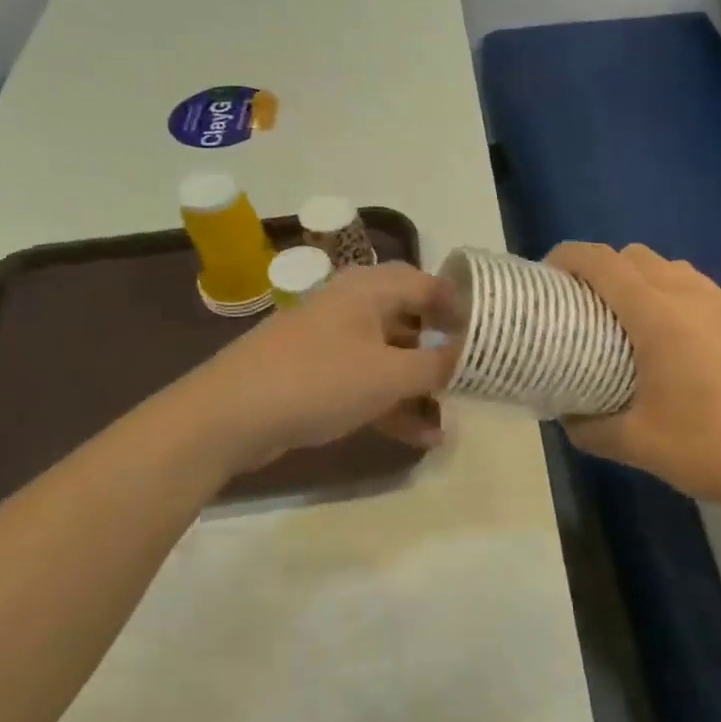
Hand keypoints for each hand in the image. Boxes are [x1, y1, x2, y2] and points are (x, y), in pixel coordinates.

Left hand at [185, 262, 459, 476]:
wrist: (229, 416)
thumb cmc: (318, 380)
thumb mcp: (388, 374)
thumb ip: (436, 366)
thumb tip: (470, 357)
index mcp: (370, 289)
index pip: (430, 285)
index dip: (463, 309)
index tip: (491, 338)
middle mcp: (353, 306)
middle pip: (412, 321)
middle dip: (443, 351)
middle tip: (474, 375)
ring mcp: (333, 341)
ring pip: (391, 356)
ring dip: (421, 386)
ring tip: (453, 416)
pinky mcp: (319, 375)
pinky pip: (368, 382)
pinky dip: (393, 403)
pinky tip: (421, 437)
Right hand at [545, 242, 720, 523]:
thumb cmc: (710, 449)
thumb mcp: (635, 445)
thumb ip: (589, 427)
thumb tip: (567, 415)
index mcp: (658, 314)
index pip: (602, 261)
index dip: (568, 258)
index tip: (548, 276)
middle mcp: (694, 294)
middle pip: (636, 256)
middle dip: (603, 268)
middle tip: (585, 306)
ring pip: (674, 268)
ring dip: (644, 280)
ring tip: (633, 321)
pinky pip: (707, 291)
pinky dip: (683, 297)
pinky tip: (688, 338)